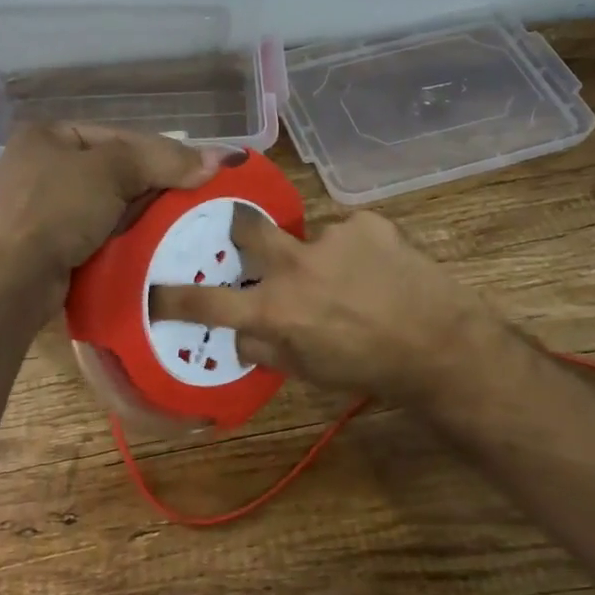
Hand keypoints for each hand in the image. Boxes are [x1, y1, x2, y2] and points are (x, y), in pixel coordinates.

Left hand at [0, 123, 235, 306]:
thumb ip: (164, 160)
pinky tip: (149, 240)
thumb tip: (220, 160)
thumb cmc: (57, 210)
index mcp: (48, 134)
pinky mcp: (49, 241)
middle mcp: (41, 164)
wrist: (13, 280)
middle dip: (154, 183)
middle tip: (196, 195)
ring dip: (142, 211)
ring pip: (110, 201)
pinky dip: (124, 232)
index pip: (121, 136)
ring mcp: (42, 205)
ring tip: (181, 219)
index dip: (165, 151)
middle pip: (116, 168)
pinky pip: (98, 228)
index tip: (203, 169)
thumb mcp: (112, 172)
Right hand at [149, 207, 502, 405]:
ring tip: (349, 276)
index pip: (208, 302)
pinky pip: (346, 229)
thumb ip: (265, 349)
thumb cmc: (368, 368)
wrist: (439, 343)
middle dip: (239, 227)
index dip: (175, 296)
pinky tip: (376, 267)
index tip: (155, 289)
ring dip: (317, 252)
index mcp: (275, 310)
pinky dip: (353, 247)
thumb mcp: (308, 372)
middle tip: (247, 235)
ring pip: (306, 234)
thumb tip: (239, 331)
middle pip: (247, 227)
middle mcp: (295, 266)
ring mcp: (332, 237)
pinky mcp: (366, 222)